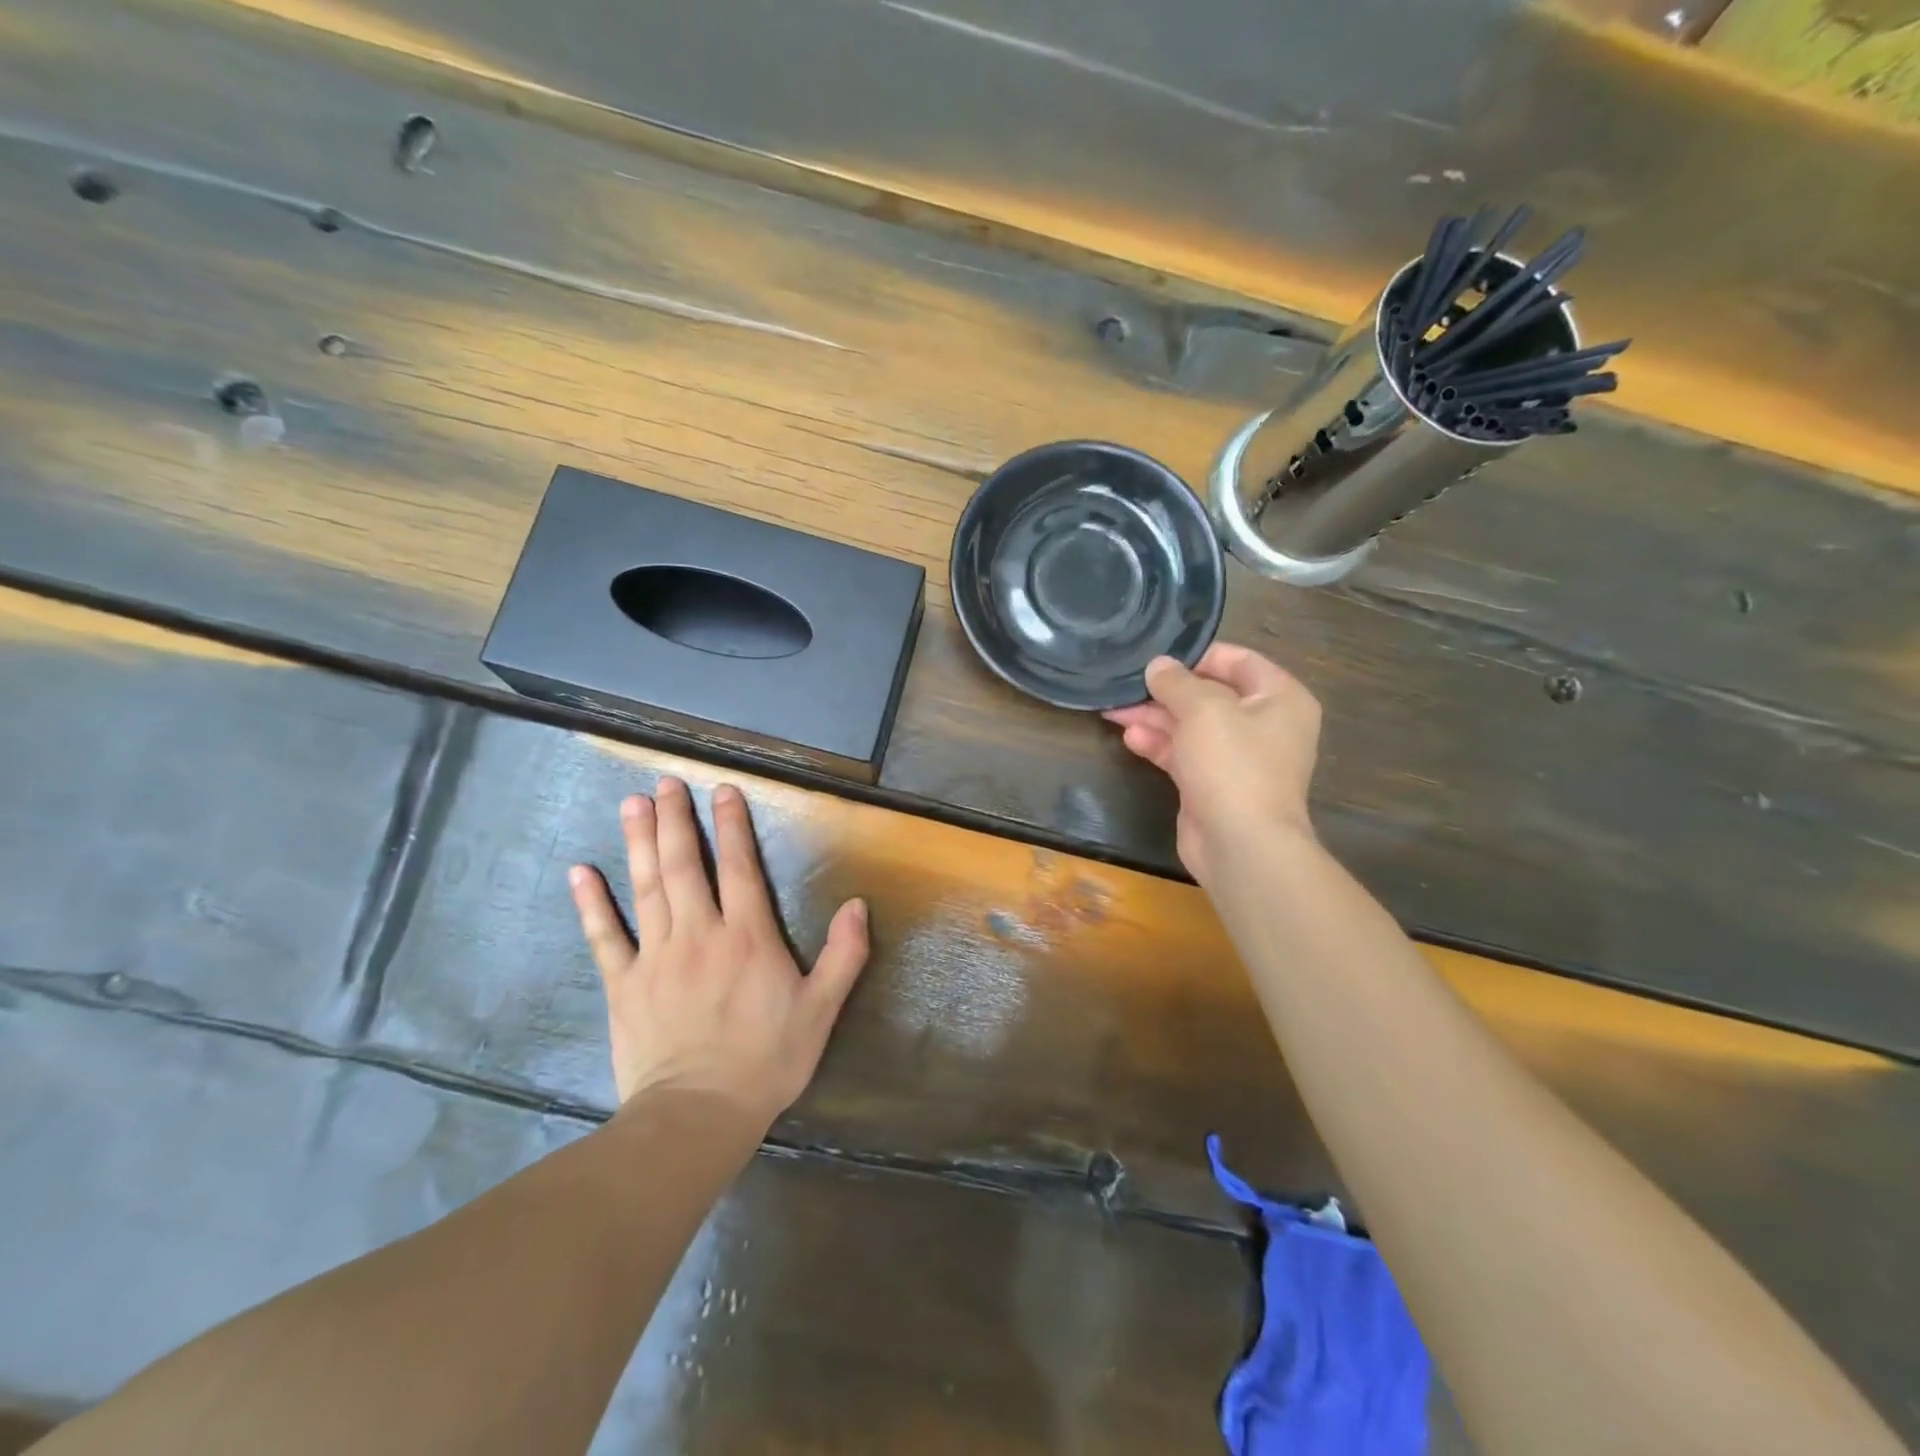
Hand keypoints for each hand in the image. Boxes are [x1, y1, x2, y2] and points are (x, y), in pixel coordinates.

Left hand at [567, 777, 869, 1127]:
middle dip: (676, 820)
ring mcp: (656, 956)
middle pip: (685, 865)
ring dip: (640, 842)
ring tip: (632, 805)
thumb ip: (844, 955)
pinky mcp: (624, 984)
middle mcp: (700, 932)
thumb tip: (858, 905)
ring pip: (647, 887)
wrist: (698, 1114)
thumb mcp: (821, 1009)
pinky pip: (604, 936)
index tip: (722, 791)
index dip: (732, 826)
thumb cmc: (767, 1060)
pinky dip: (591, 903)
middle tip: (665, 784)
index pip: (739, 867)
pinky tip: (580, 872)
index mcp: (748, 936)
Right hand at [1103, 644, 1321, 882]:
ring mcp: (1237, 758)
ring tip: (1114, 710)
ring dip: (1154, 717)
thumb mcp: (1203, 710)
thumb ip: (1177, 682)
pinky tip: (1129, 737)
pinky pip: (1183, 754)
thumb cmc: (1233, 765)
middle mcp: (1263, 725)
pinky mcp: (1212, 784)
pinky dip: (1158, 744)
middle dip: (1165, 691)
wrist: (1241, 845)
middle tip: (1126, 684)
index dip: (1197, 656)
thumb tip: (1158, 665)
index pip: (1238, 661)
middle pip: (1209, 695)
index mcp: (1279, 698)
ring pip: (1191, 726)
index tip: (1158, 656)